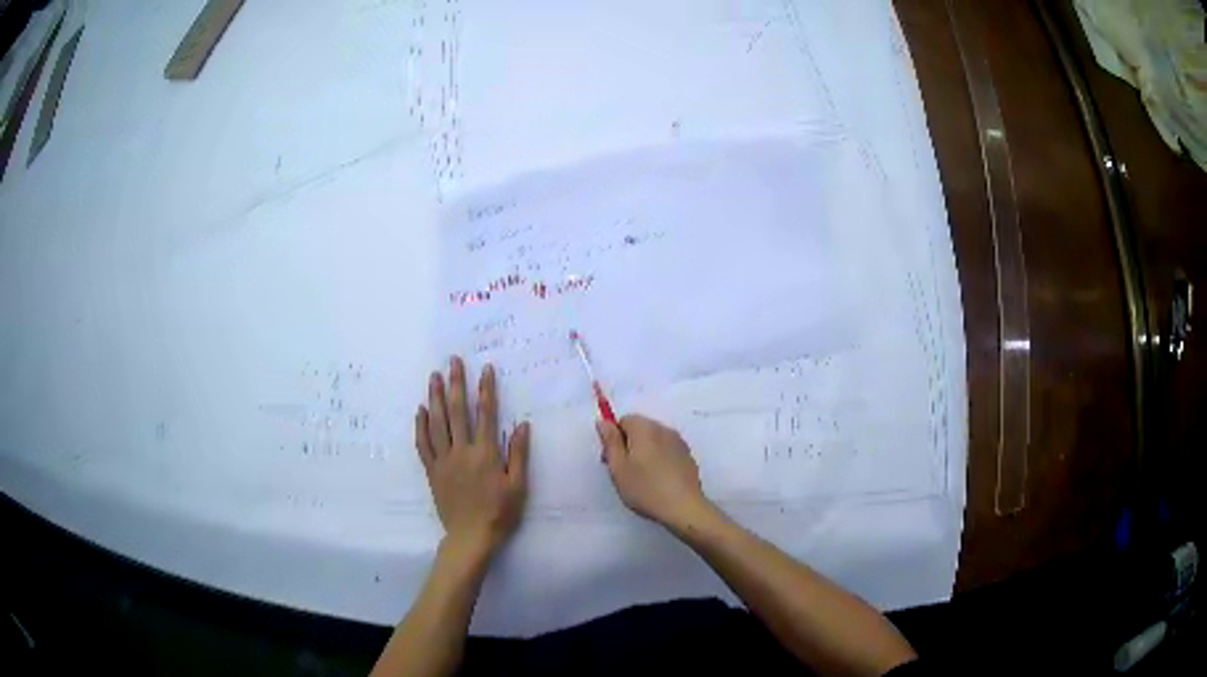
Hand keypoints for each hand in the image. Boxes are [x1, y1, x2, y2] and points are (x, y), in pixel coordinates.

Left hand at [416, 357, 529, 561]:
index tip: (485, 368)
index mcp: (486, 454)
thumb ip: (518, 454)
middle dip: (456, 384)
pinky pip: (423, 444)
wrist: (471, 537)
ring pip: (438, 423)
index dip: (486, 390)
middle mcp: (462, 451)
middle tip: (453, 361)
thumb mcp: (518, 486)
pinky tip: (420, 410)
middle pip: (458, 412)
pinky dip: (421, 426)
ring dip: (436, 398)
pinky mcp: (432, 471)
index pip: (486, 414)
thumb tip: (521, 424)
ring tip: (434, 377)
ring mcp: (444, 460)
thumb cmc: (500, 513)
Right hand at [596, 415, 711, 530]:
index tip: (611, 460)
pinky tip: (658, 480)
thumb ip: (610, 441)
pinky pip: (667, 450)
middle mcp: (664, 429)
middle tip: (623, 471)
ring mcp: (679, 442)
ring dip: (645, 452)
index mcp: (645, 429)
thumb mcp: (619, 467)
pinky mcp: (688, 456)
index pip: (624, 420)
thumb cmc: (646, 489)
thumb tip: (603, 422)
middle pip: (640, 429)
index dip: (614, 439)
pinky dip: (659, 459)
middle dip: (629, 445)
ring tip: (641, 478)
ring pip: (654, 440)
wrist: (684, 507)